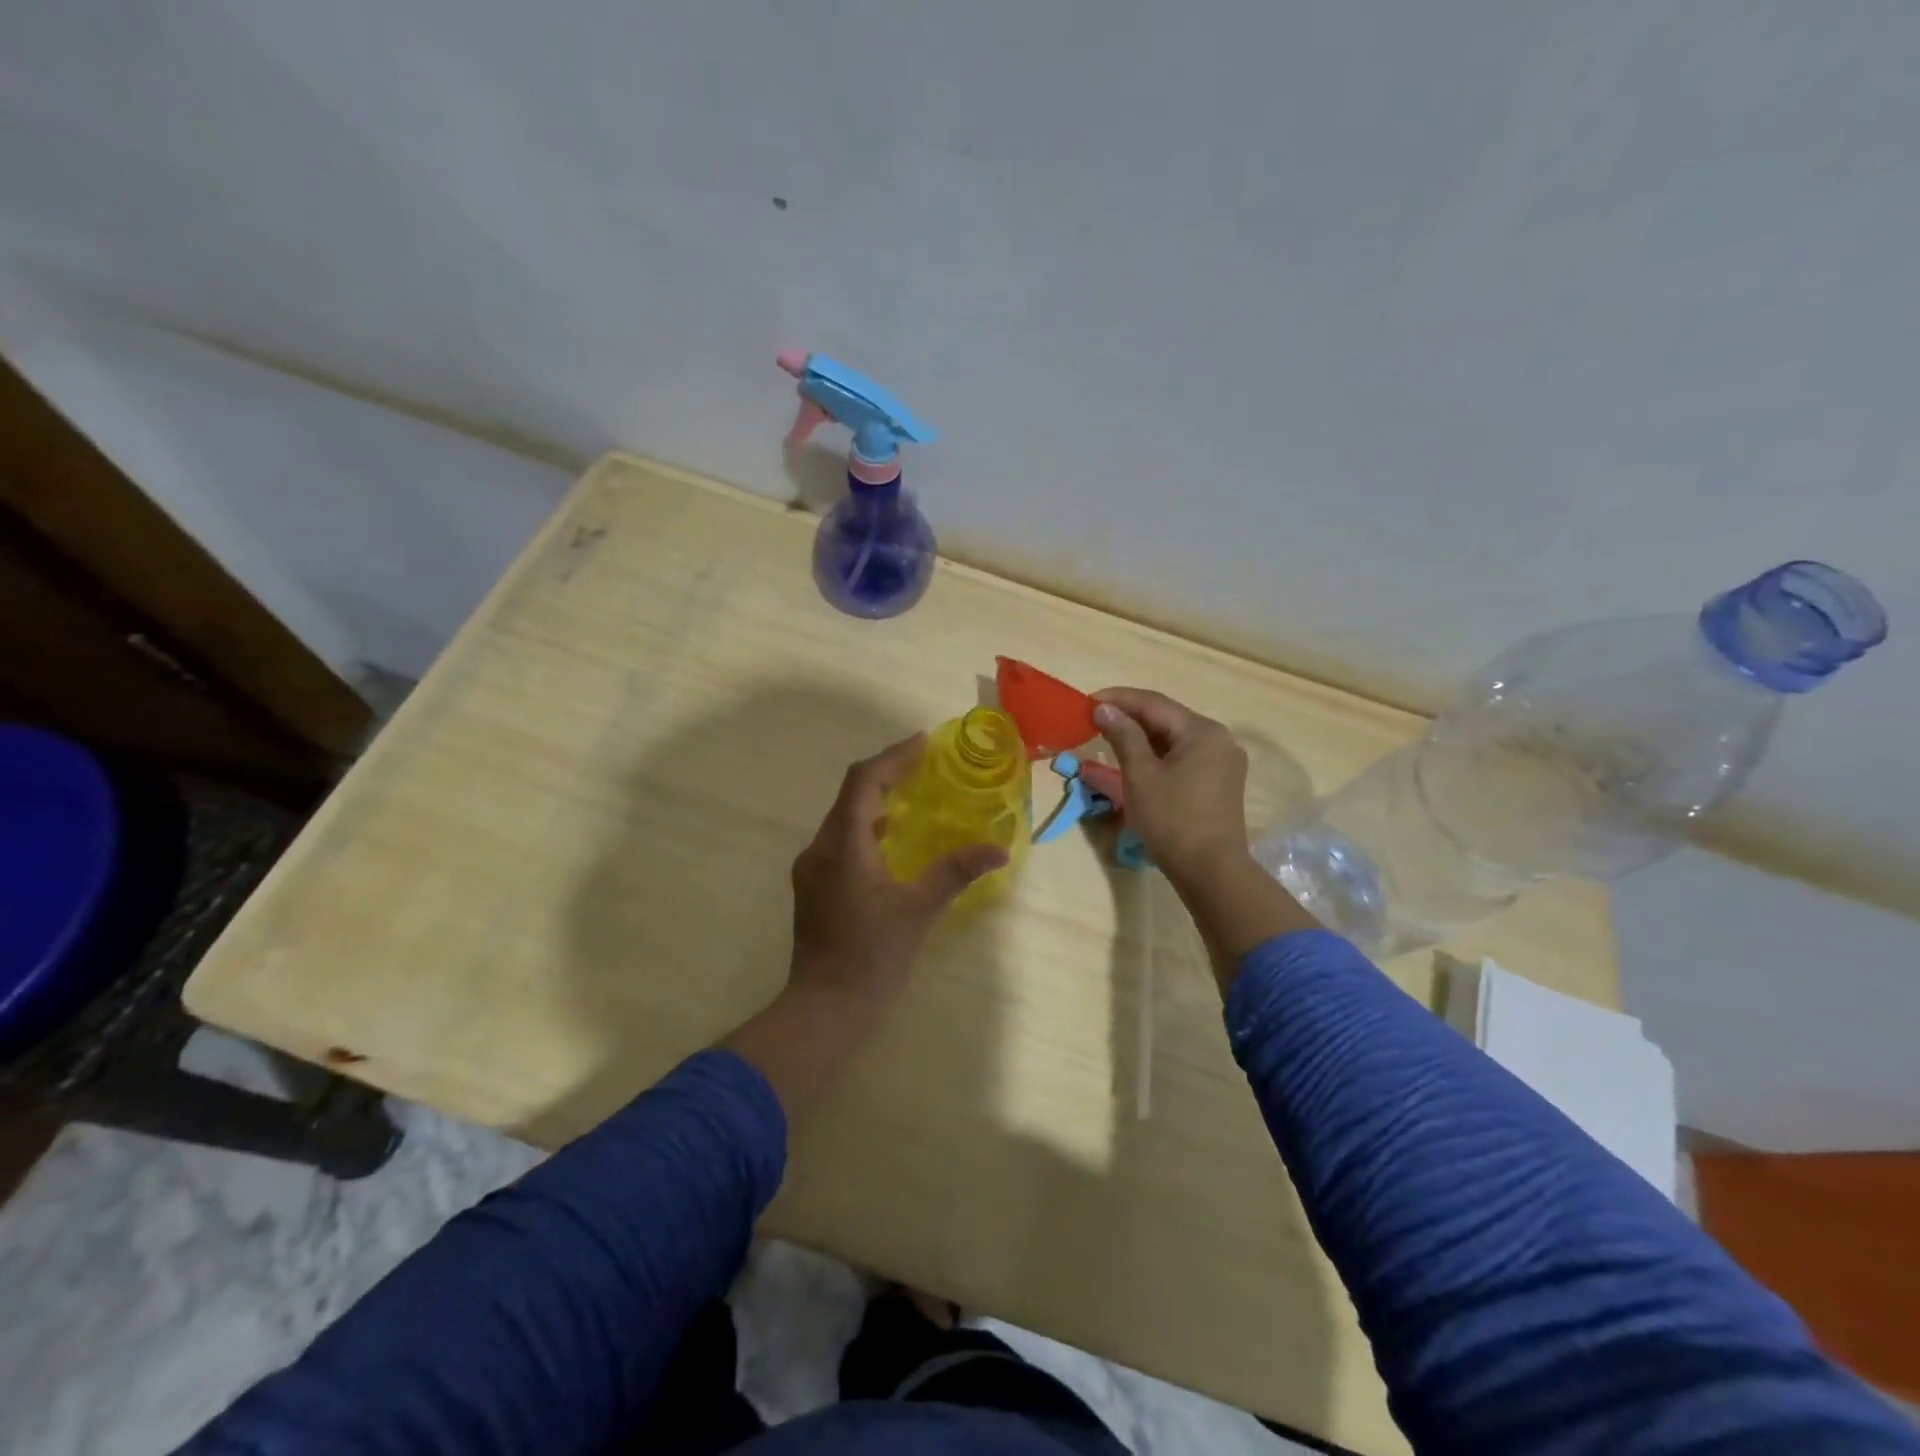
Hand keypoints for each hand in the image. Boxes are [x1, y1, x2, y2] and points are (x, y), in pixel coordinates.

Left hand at [787, 734, 1007, 1009]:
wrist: (825, 1008)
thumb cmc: (873, 957)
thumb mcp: (919, 910)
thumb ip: (955, 871)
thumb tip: (998, 848)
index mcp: (843, 846)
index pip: (863, 782)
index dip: (893, 757)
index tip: (924, 743)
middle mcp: (820, 849)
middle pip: (851, 794)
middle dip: (886, 773)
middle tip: (924, 765)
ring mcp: (812, 869)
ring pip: (844, 818)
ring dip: (875, 801)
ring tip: (913, 795)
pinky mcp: (814, 887)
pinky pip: (841, 840)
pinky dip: (867, 828)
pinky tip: (891, 841)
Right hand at [1092, 688, 1251, 890]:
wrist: (1211, 871)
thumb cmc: (1172, 820)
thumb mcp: (1141, 775)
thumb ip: (1123, 736)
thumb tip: (1104, 708)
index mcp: (1202, 731)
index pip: (1154, 703)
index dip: (1118, 699)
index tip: (1087, 701)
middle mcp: (1218, 738)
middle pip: (1167, 718)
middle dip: (1130, 716)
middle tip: (1095, 719)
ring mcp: (1223, 760)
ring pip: (1175, 737)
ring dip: (1142, 736)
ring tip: (1110, 737)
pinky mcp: (1220, 781)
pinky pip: (1184, 755)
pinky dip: (1158, 754)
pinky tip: (1137, 758)